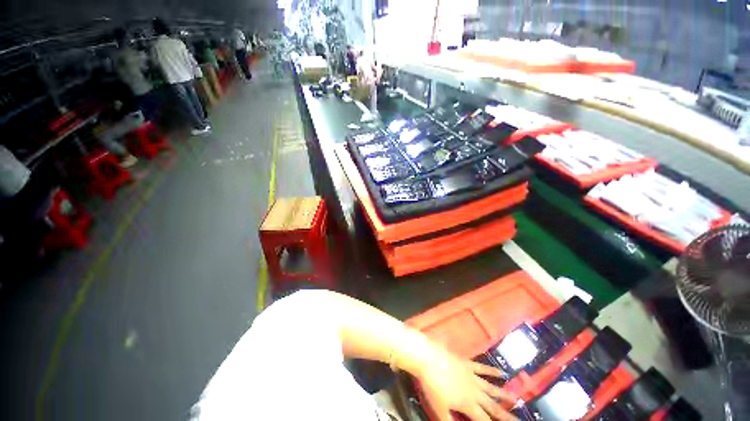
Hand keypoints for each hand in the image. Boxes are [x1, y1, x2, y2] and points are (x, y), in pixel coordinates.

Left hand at [416, 347, 517, 420]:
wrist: (428, 359)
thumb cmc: (432, 386)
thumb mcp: (440, 410)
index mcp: (468, 404)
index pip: (484, 420)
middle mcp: (474, 392)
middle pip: (492, 406)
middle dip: (505, 415)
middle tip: (520, 419)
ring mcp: (472, 376)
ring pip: (491, 388)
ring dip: (503, 394)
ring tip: (516, 399)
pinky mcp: (467, 363)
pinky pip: (482, 368)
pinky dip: (492, 371)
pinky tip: (501, 373)